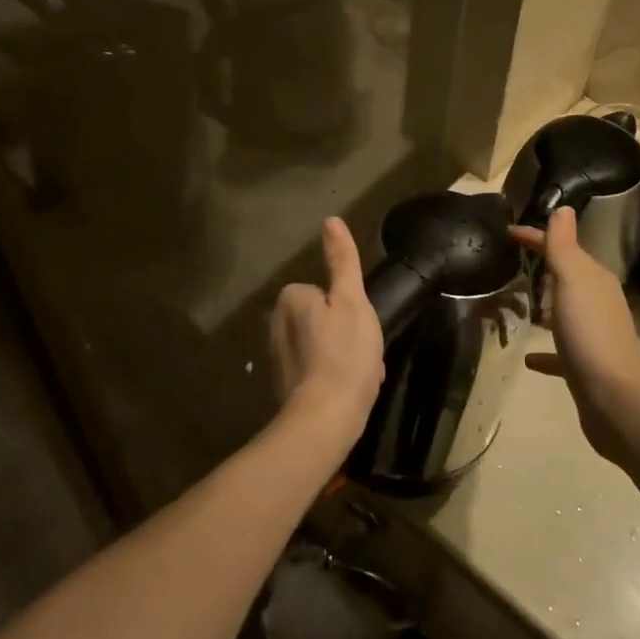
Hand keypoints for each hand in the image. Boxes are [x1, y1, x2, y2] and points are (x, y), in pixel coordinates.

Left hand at [269, 218, 383, 444]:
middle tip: (364, 351)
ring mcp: (277, 357)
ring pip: (321, 345)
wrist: (326, 418)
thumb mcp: (352, 300)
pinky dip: (333, 376)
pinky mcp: (283, 385)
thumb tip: (330, 220)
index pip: (324, 291)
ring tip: (361, 373)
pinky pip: (316, 370)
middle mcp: (275, 323)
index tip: (361, 328)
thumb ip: (342, 260)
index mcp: (291, 299)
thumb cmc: (345, 353)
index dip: (348, 308)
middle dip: (344, 333)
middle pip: (321, 318)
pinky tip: (350, 389)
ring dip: (342, 355)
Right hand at [509, 208, 639, 461]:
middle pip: (565, 278)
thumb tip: (563, 207)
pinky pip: (560, 353)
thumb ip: (564, 244)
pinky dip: (545, 352)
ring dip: (543, 309)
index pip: (561, 247)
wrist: (613, 397)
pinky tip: (527, 358)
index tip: (506, 234)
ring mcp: (593, 335)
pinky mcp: (585, 367)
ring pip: (563, 313)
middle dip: (539, 271)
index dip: (535, 237)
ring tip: (514, 308)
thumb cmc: (589, 331)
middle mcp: (597, 302)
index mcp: (594, 278)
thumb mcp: (573, 279)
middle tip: (507, 269)